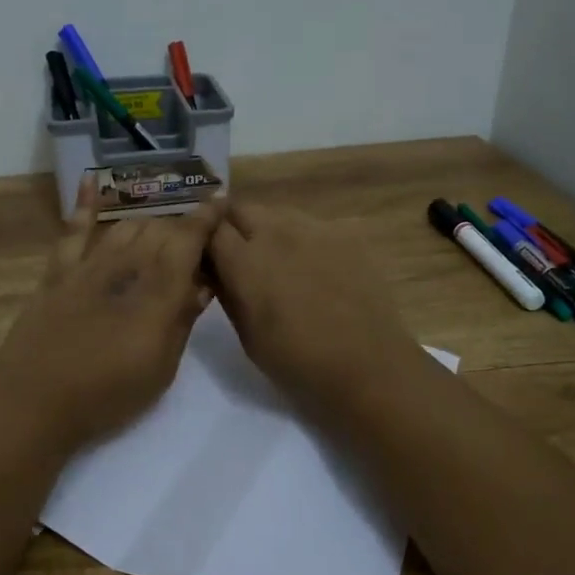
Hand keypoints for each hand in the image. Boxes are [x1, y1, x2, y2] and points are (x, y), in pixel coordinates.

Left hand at [0, 178, 223, 452]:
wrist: (36, 401)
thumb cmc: (108, 393)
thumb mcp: (161, 367)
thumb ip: (181, 320)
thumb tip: (201, 286)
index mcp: (158, 290)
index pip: (188, 239)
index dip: (207, 218)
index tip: (221, 202)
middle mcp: (126, 265)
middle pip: (160, 229)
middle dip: (181, 230)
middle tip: (193, 247)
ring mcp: (89, 265)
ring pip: (126, 226)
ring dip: (148, 225)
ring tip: (160, 235)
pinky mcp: (59, 272)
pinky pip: (74, 231)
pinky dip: (84, 204)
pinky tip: (91, 181)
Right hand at [206, 203, 422, 417]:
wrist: (367, 366)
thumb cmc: (297, 362)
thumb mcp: (247, 335)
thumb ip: (228, 293)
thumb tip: (216, 270)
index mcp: (245, 261)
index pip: (211, 228)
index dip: (207, 240)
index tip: (209, 257)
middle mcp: (276, 232)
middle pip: (242, 209)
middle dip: (235, 226)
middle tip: (241, 256)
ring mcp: (315, 228)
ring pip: (279, 213)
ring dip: (270, 229)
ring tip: (282, 262)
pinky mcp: (347, 233)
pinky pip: (314, 226)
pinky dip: (306, 240)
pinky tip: (318, 269)